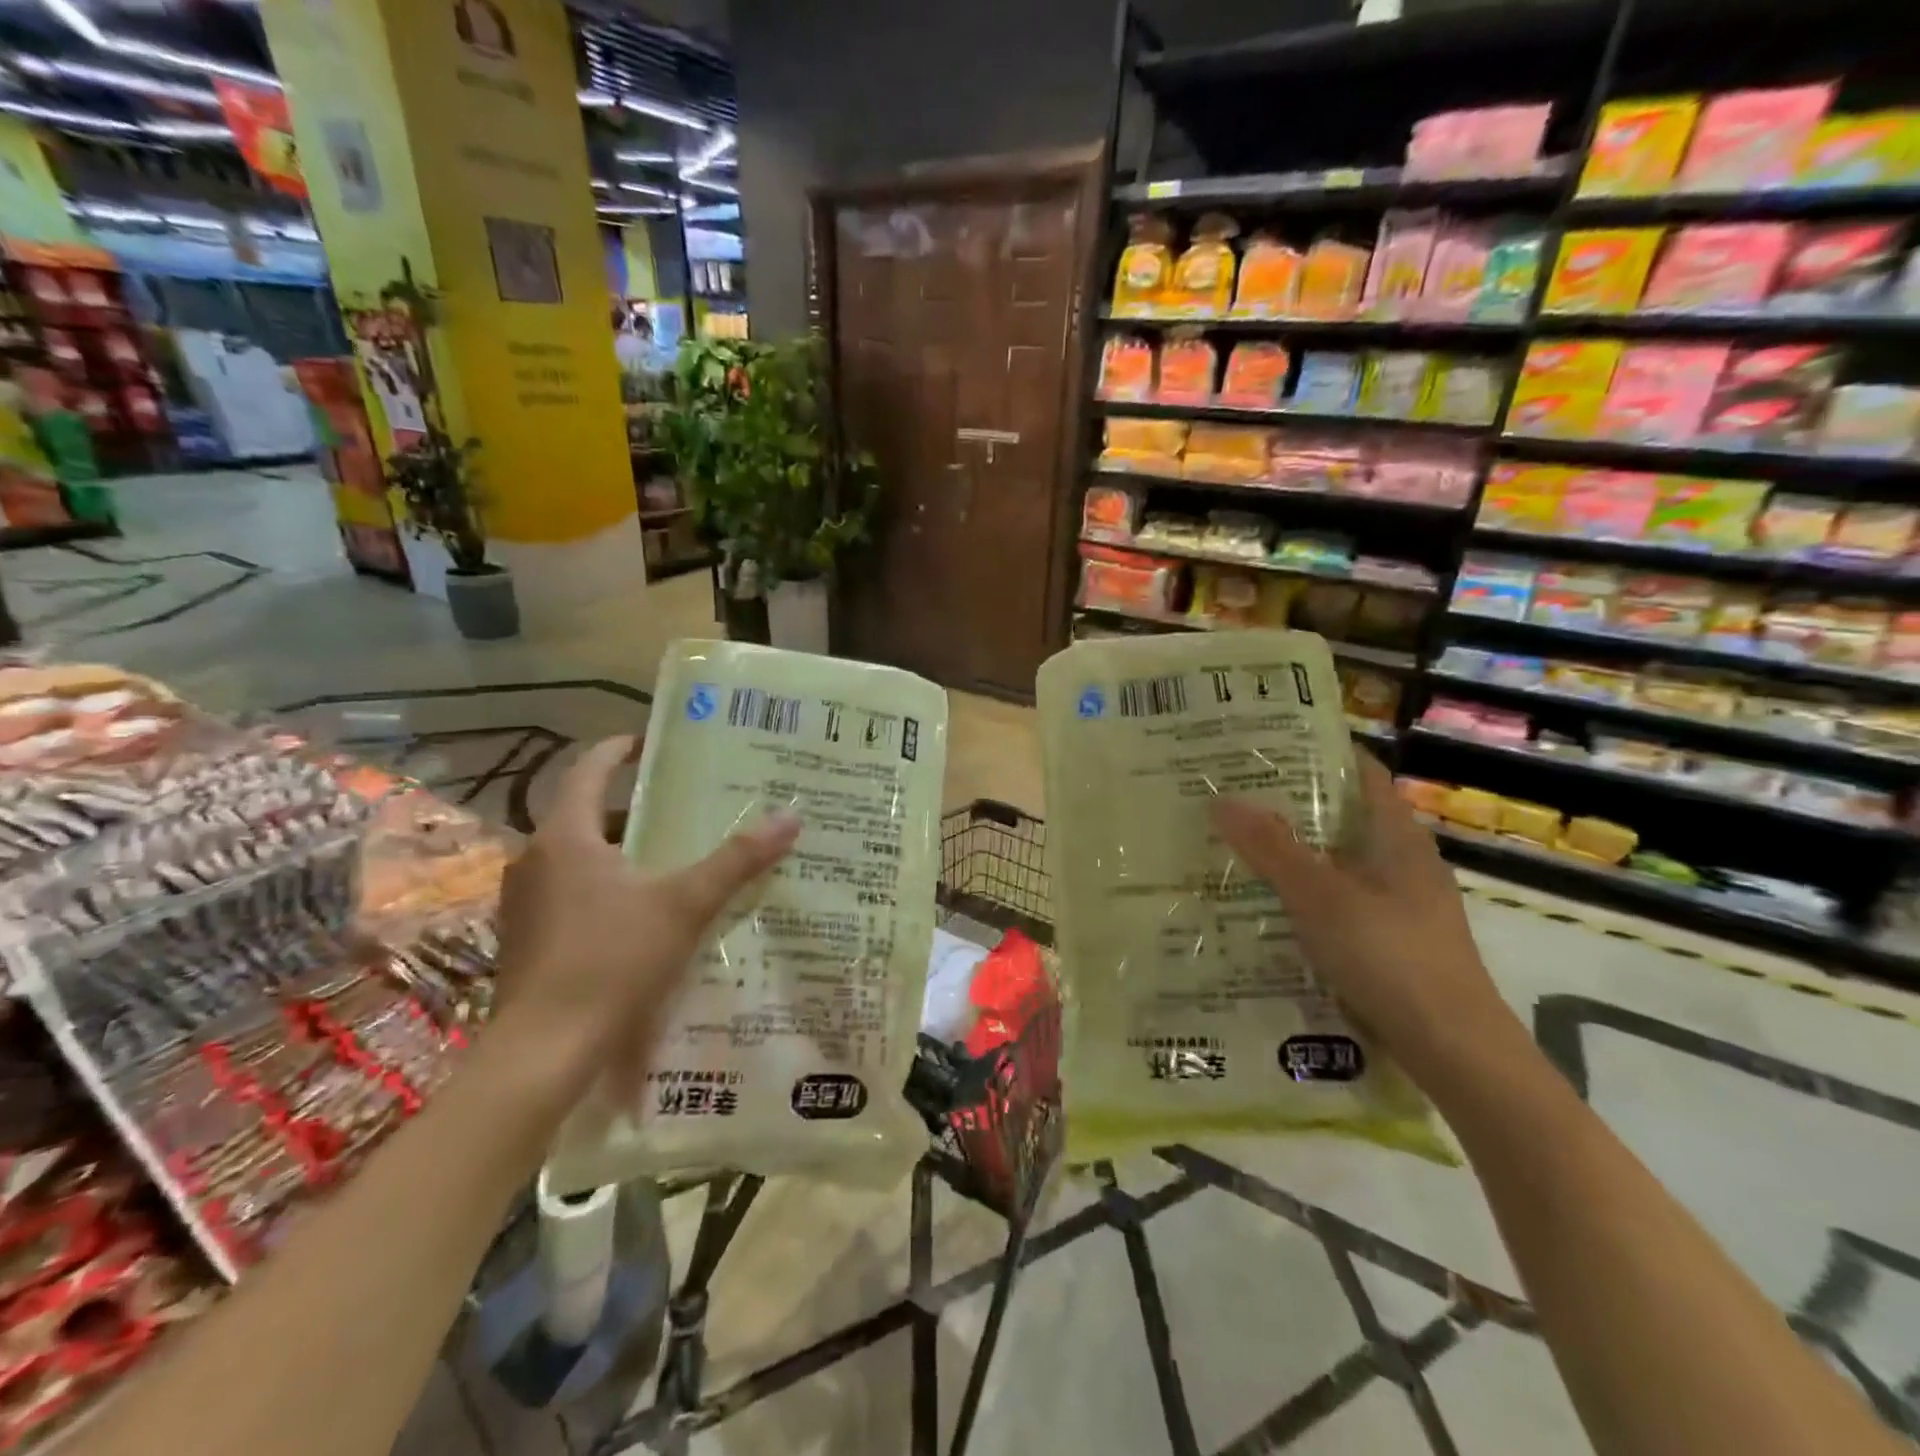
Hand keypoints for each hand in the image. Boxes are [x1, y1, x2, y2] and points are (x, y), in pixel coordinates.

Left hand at [491, 735, 800, 1101]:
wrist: (543, 1052)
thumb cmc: (612, 961)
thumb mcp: (685, 905)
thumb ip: (737, 860)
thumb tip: (790, 817)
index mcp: (566, 837)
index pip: (589, 770)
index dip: (619, 749)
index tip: (651, 741)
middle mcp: (536, 860)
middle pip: (587, 814)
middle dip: (634, 807)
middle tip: (684, 806)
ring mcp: (525, 902)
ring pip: (579, 857)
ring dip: (621, 850)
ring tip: (672, 857)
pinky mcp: (526, 939)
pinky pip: (570, 892)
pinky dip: (605, 887)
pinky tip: (643, 913)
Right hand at [1211, 753, 1517, 1085]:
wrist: (1455, 1051)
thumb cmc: (1391, 957)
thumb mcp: (1321, 897)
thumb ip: (1272, 848)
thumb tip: (1221, 800)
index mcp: (1398, 838)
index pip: (1363, 774)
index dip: (1321, 752)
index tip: (1267, 744)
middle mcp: (1403, 864)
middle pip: (1345, 817)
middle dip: (1293, 804)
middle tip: (1234, 795)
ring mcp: (1400, 906)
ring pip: (1339, 863)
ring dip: (1295, 853)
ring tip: (1237, 845)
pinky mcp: (1392, 943)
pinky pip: (1340, 902)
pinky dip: (1306, 895)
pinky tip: (1268, 907)